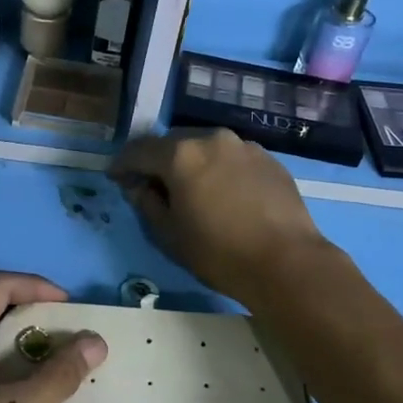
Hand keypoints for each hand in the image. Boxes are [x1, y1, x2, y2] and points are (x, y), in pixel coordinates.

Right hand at [112, 129, 328, 305]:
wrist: (287, 263)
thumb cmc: (219, 253)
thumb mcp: (169, 235)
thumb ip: (146, 203)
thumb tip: (138, 186)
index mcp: (182, 155)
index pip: (140, 150)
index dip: (123, 164)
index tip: (115, 177)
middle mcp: (213, 139)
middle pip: (174, 144)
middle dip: (159, 162)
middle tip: (152, 185)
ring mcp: (245, 147)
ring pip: (207, 149)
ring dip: (192, 164)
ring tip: (191, 190)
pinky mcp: (270, 160)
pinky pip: (233, 159)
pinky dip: (220, 170)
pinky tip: (224, 195)